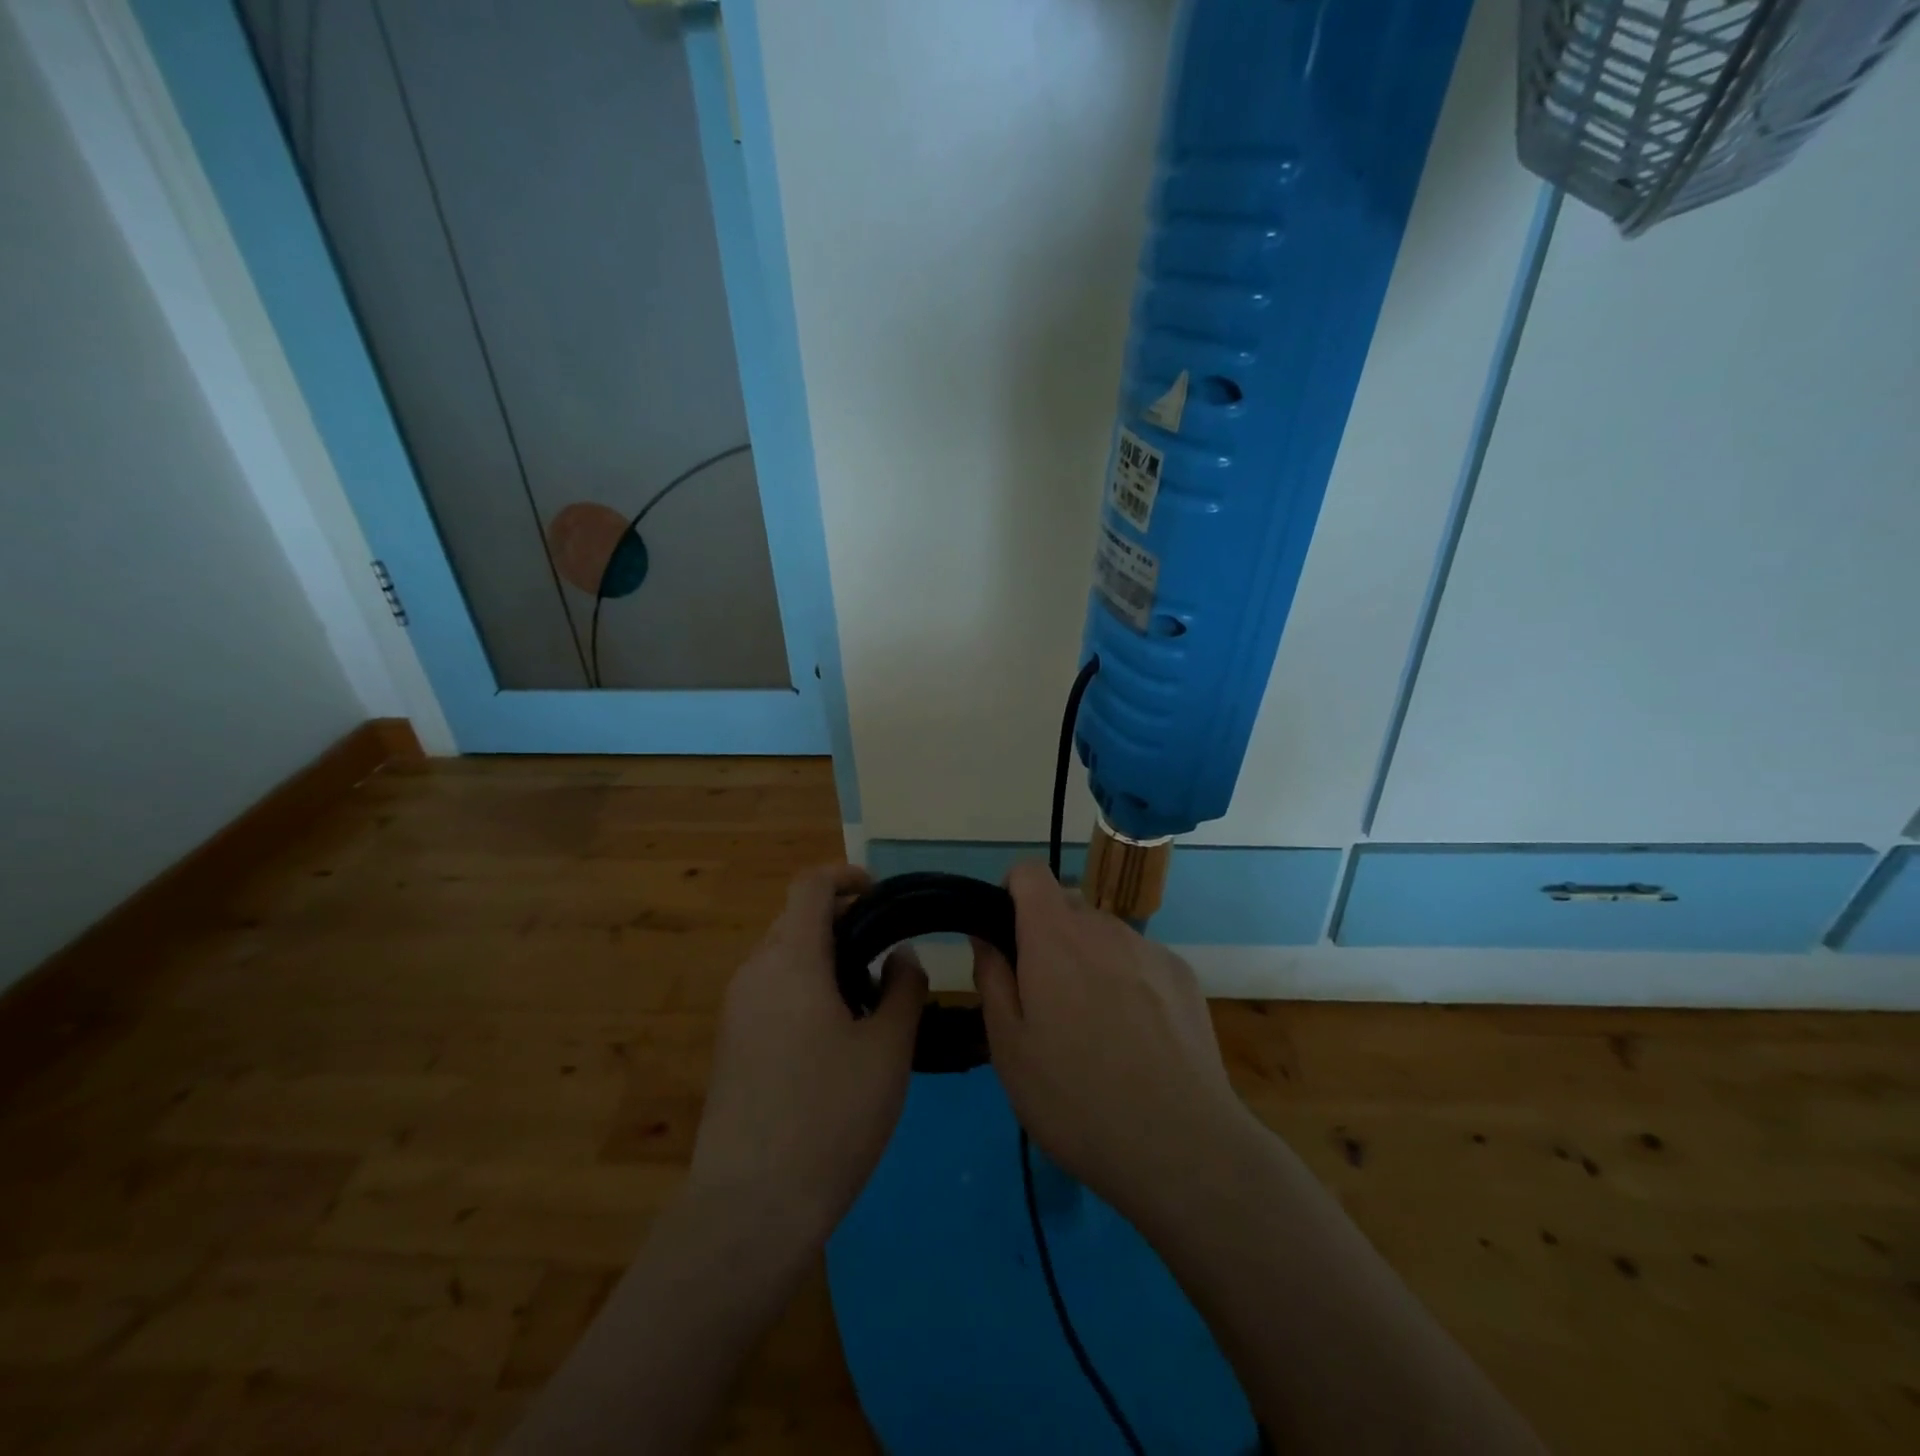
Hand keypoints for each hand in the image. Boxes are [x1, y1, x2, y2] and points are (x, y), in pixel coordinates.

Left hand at [690, 864, 926, 1245]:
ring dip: (823, 957)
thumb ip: (903, 988)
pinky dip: (803, 987)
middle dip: (841, 920)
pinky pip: (770, 991)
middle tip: (886, 953)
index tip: (882, 895)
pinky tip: (834, 1036)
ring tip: (867, 998)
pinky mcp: (730, 1045)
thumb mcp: (888, 1048)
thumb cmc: (830, 1115)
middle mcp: (754, 972)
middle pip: (795, 919)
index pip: (811, 886)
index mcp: (790, 959)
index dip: (847, 877)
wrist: (751, 1207)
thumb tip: (900, 955)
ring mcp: (736, 1010)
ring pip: (782, 957)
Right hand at [974, 862, 1254, 1223]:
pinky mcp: (1183, 975)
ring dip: (1089, 959)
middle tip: (1044, 1000)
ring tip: (1094, 1028)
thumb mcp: (1009, 1047)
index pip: (1029, 872)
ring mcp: (1150, 949)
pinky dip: (1128, 980)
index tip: (1006, 937)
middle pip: (1067, 905)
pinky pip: (1140, 960)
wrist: (1181, 1146)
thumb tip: (985, 936)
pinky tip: (1136, 1039)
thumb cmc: (1075, 1099)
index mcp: (1054, 935)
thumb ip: (993, 978)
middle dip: (1047, 936)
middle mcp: (1104, 927)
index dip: (1011, 893)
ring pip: (1104, 935)